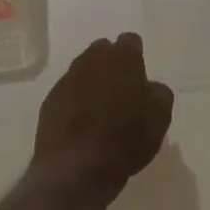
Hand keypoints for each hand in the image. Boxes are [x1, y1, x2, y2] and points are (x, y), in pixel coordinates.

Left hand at [33, 33, 173, 201]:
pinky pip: (67, 92)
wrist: (76, 168)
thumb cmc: (125, 138)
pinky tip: (81, 123)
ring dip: (92, 82)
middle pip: (103, 51)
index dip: (136, 56)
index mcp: (122, 57)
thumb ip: (158, 93)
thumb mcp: (160, 117)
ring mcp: (67, 78)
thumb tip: (150, 87)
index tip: (139, 75)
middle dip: (112, 64)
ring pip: (83, 70)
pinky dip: (74, 101)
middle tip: (121, 90)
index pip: (131, 41)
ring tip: (100, 108)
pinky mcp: (49, 100)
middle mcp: (91, 59)